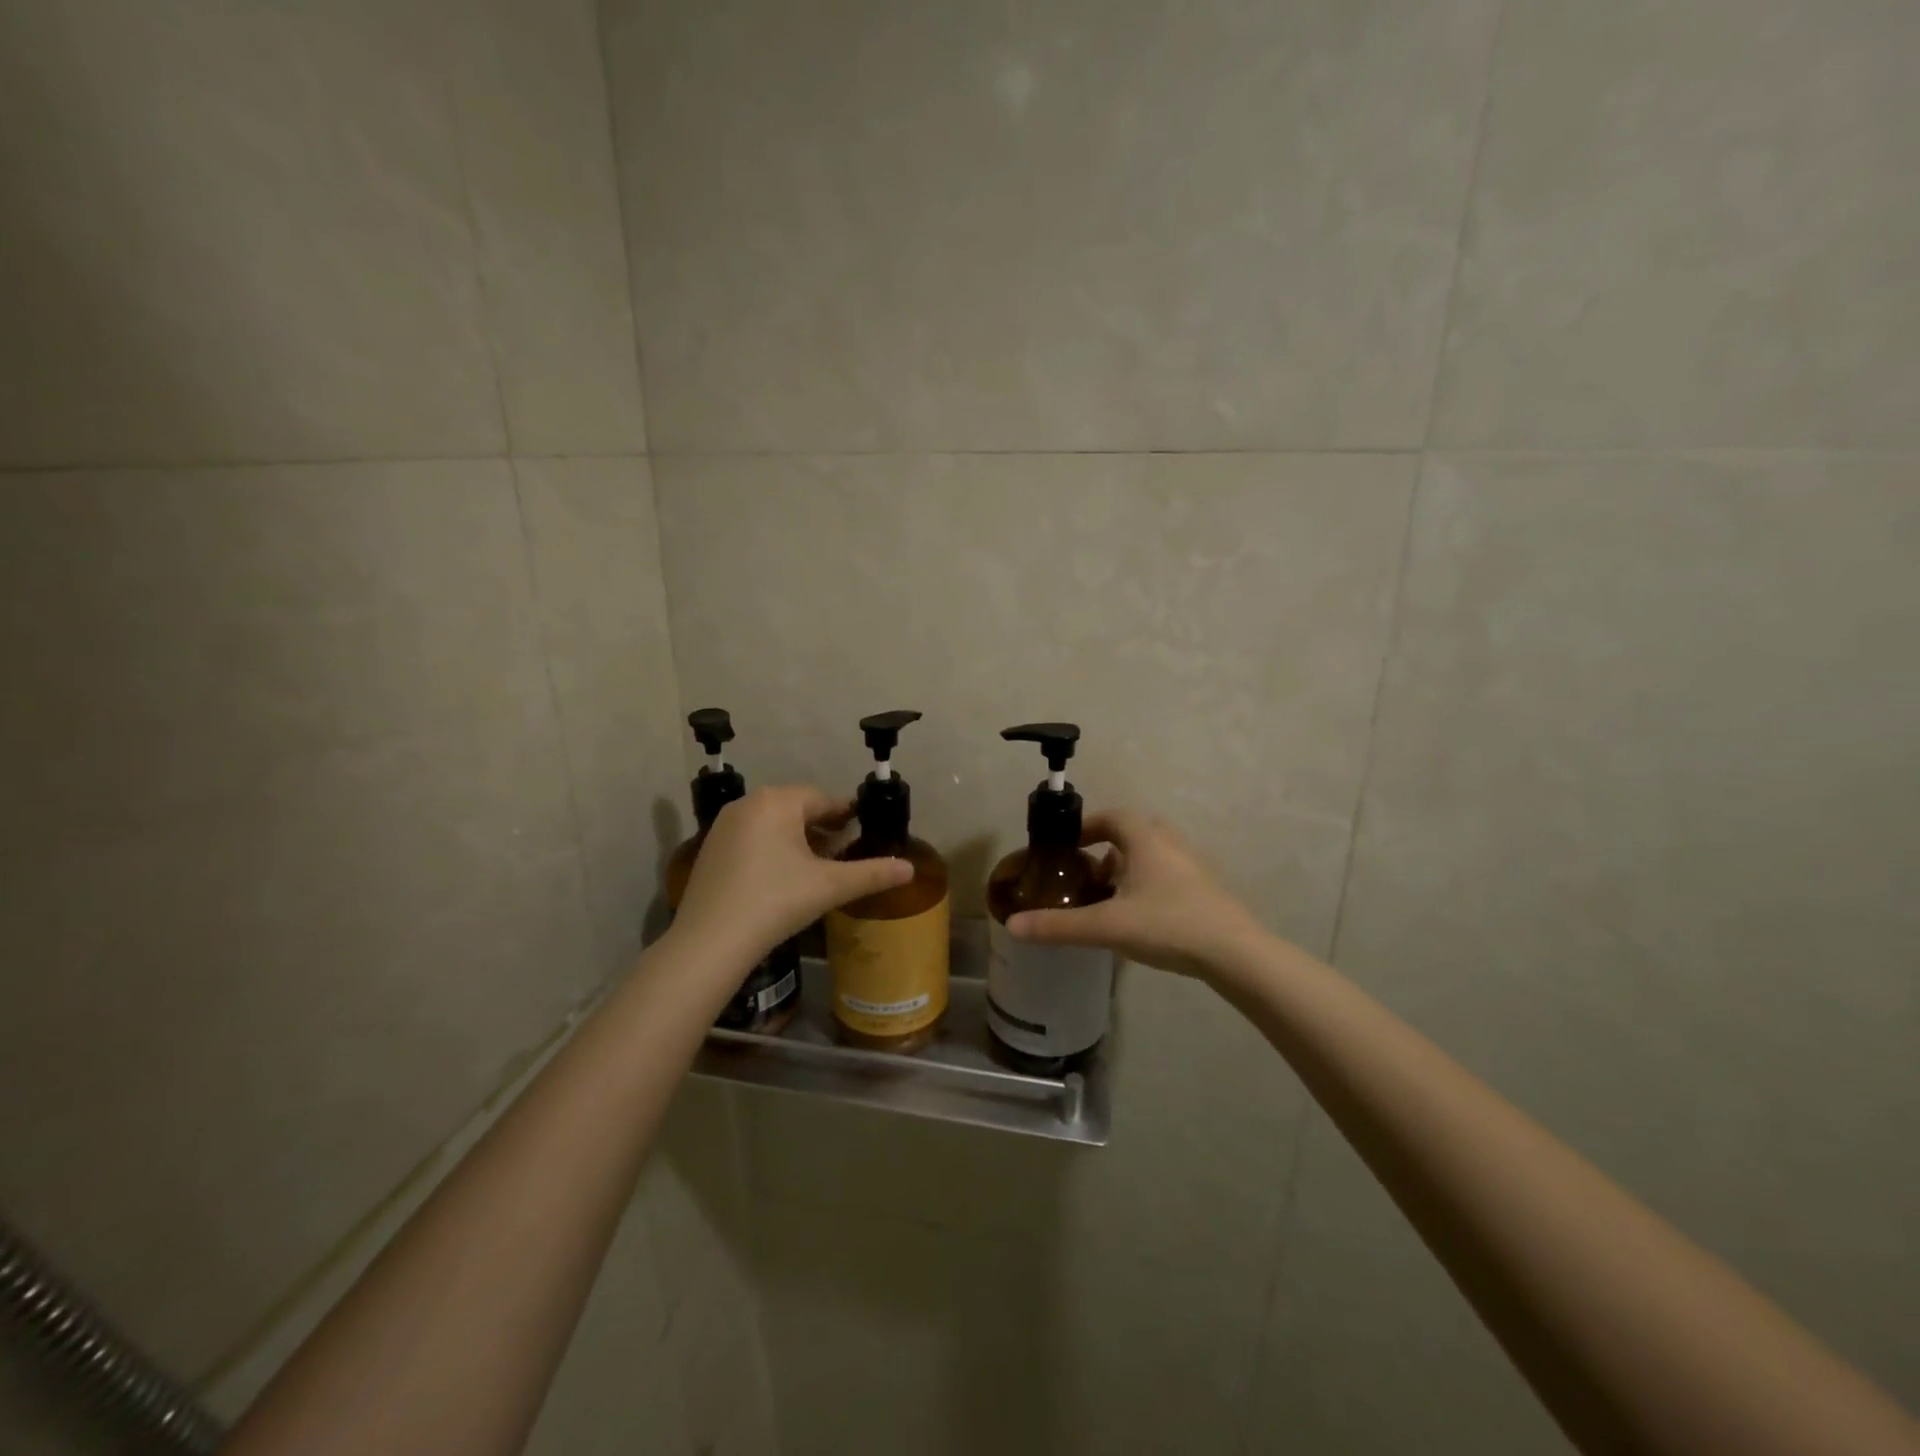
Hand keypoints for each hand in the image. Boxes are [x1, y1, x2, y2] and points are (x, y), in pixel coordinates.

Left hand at [669, 786, 911, 963]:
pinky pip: (751, 839)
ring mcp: (723, 826)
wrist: (711, 941)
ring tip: (817, 865)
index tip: (862, 828)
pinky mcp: (710, 850)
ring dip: (797, 838)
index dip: (845, 814)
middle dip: (821, 827)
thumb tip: (910, 869)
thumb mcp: (830, 886)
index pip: (822, 799)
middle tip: (843, 849)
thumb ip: (872, 873)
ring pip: (772, 824)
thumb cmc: (776, 901)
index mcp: (777, 801)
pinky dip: (771, 849)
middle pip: (795, 809)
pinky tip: (783, 877)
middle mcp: (747, 804)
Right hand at [1006, 809, 1265, 979]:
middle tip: (1088, 872)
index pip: (1112, 817)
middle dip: (1107, 847)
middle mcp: (1170, 843)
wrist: (1235, 953)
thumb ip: (1059, 926)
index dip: (1087, 826)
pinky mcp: (1205, 889)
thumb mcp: (1107, 926)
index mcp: (1145, 839)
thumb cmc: (1167, 925)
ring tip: (1111, 897)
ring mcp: (1192, 865)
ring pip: (1153, 854)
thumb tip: (1012, 926)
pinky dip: (1149, 883)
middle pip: (1134, 832)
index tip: (1069, 846)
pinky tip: (1142, 915)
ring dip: (1129, 866)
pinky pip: (1169, 873)